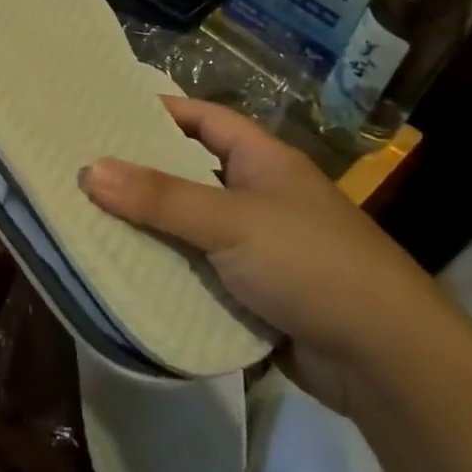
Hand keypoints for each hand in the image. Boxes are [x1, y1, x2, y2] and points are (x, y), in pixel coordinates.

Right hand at [81, 96, 453, 412]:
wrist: (387, 360)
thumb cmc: (312, 264)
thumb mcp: (231, 222)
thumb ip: (161, 198)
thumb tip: (90, 170)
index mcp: (264, 162)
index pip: (206, 119)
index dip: (161, 111)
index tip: (107, 112)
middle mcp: (261, 197)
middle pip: (191, 174)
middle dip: (143, 173)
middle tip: (84, 170)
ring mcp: (259, 247)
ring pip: (191, 227)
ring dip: (150, 228)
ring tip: (90, 220)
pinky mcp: (255, 294)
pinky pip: (200, 272)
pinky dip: (169, 272)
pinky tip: (127, 274)